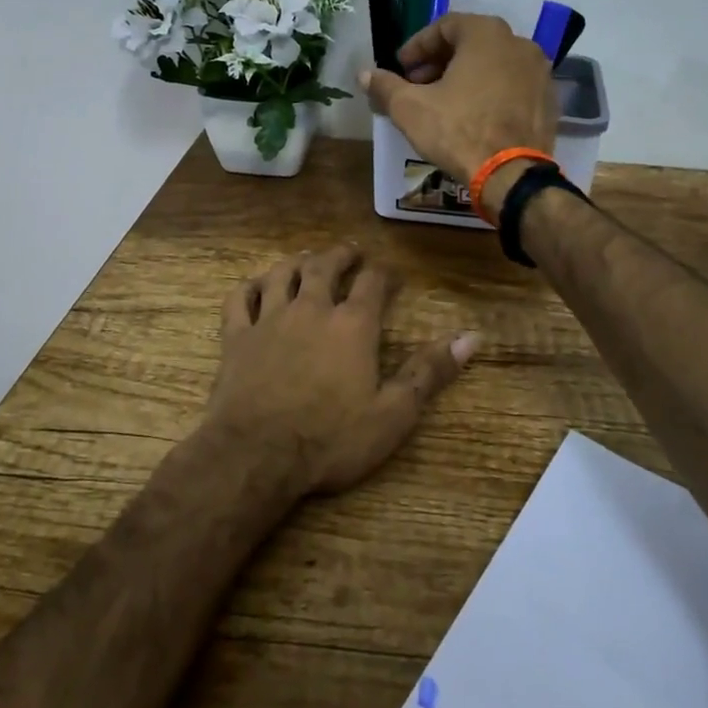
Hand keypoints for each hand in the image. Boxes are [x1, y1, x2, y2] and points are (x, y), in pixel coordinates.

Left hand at [205, 244, 477, 495]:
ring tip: (306, 258)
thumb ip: (429, 372)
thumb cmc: (330, 439)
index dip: (384, 274)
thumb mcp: (393, 414)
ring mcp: (269, 319)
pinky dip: (249, 287)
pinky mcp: (236, 337)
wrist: (256, 456)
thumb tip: (471, 337)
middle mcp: (311, 309)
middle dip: (340, 255)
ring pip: (282, 274)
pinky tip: (255, 286)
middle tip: (350, 251)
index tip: (391, 274)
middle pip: (325, 266)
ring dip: (296, 262)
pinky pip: (239, 299)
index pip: (372, 283)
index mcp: (352, 325)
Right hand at [360, 13, 558, 211]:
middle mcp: (519, 43)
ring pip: (494, 64)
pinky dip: (491, 92)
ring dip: (466, 76)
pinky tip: (474, 116)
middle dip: (440, 61)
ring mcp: (539, 71)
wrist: (511, 175)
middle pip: (471, 43)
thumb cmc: (458, 131)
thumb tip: (364, 75)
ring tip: (444, 102)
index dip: (417, 46)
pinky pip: (512, 85)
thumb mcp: (410, 108)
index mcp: (486, 34)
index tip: (401, 68)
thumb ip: (385, 86)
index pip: (444, 26)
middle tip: (418, 85)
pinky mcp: (549, 99)